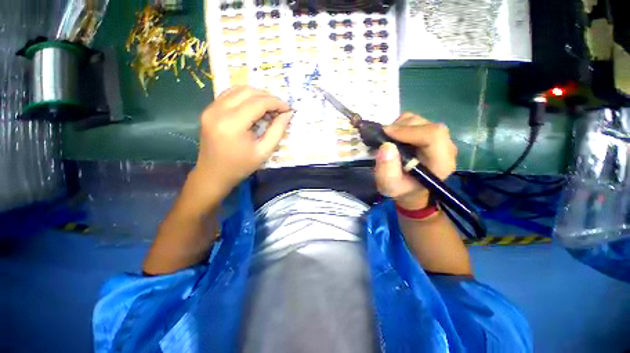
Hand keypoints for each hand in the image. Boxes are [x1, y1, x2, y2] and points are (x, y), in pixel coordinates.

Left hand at [190, 86, 291, 203]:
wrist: (213, 174)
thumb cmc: (240, 166)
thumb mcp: (264, 152)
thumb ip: (277, 131)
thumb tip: (287, 114)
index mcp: (232, 124)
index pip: (258, 102)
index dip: (276, 103)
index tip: (287, 108)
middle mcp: (218, 111)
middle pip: (247, 91)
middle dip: (267, 97)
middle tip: (279, 108)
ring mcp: (210, 109)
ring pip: (237, 89)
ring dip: (256, 95)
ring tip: (269, 107)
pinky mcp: (208, 110)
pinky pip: (229, 95)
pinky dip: (244, 97)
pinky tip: (253, 107)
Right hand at [374, 113, 456, 209]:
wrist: (409, 188)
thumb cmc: (400, 188)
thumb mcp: (389, 185)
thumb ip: (387, 170)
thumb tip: (386, 146)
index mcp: (441, 163)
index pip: (433, 136)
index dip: (409, 131)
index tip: (386, 133)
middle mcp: (445, 148)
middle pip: (427, 126)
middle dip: (401, 128)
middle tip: (382, 137)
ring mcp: (439, 139)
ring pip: (420, 121)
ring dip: (399, 126)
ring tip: (387, 139)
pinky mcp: (430, 134)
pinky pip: (415, 121)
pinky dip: (400, 125)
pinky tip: (393, 137)